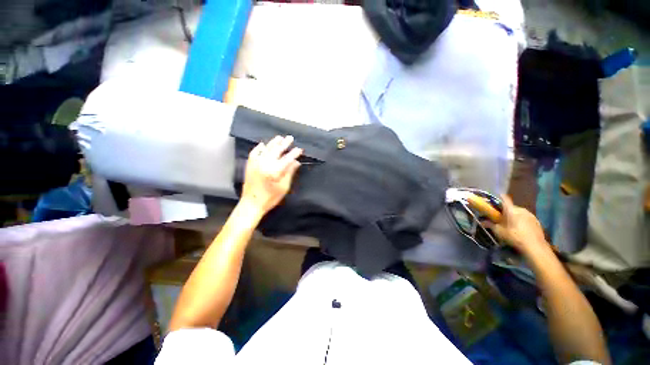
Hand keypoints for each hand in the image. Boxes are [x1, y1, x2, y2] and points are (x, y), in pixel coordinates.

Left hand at [240, 135, 301, 215]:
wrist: (252, 203)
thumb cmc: (270, 198)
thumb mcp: (284, 187)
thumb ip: (289, 172)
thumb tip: (296, 162)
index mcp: (275, 171)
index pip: (287, 158)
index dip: (294, 153)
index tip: (300, 149)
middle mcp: (265, 164)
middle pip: (277, 150)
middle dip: (284, 143)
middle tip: (290, 138)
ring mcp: (256, 163)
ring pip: (266, 149)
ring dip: (273, 143)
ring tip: (279, 137)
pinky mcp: (250, 165)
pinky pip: (254, 153)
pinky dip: (259, 148)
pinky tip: (263, 144)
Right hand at [489, 195, 548, 255]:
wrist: (535, 247)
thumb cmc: (514, 237)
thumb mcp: (499, 232)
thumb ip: (490, 225)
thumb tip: (482, 222)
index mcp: (511, 210)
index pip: (504, 199)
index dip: (499, 197)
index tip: (495, 198)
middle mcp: (521, 209)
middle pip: (511, 207)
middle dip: (506, 211)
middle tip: (501, 218)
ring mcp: (530, 215)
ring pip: (519, 212)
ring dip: (514, 216)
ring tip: (511, 225)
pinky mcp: (537, 221)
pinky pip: (526, 218)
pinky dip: (522, 221)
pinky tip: (521, 229)